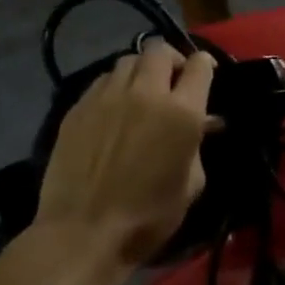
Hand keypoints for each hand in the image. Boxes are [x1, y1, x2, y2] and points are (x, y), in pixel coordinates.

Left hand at [24, 39, 215, 284]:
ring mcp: (107, 97)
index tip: (206, 77)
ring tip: (142, 92)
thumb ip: (199, 144)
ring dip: (141, 71)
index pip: (200, 64)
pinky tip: (115, 108)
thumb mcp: (192, 183)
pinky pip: (102, 81)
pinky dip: (115, 86)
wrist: (84, 234)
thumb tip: (204, 123)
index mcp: (182, 111)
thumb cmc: (150, 216)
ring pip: (127, 61)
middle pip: (159, 50)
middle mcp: (145, 93)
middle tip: (173, 81)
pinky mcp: (78, 108)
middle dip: (171, 60)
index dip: (206, 66)